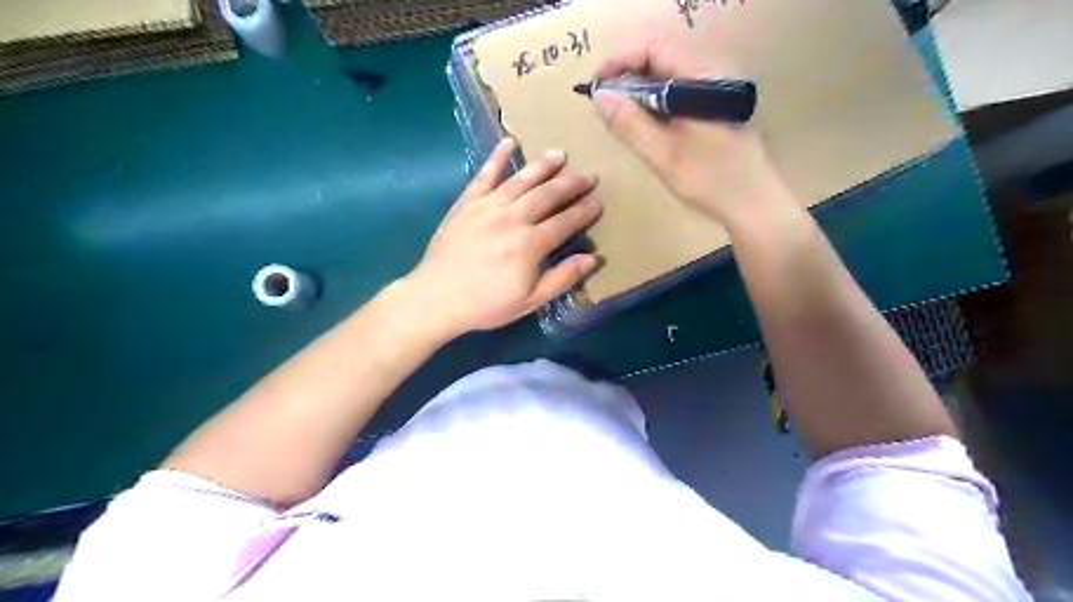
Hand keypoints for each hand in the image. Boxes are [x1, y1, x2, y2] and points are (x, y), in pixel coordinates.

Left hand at [405, 138, 602, 337]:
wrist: (436, 298)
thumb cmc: (486, 304)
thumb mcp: (530, 301)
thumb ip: (562, 278)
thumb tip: (593, 258)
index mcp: (529, 244)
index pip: (564, 222)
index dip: (584, 212)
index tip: (598, 202)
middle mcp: (512, 218)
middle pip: (547, 195)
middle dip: (571, 184)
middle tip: (589, 175)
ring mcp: (487, 207)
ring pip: (521, 180)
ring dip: (543, 165)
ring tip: (560, 154)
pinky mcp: (466, 203)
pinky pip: (484, 175)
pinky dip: (496, 158)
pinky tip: (509, 142)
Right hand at [591, 33, 790, 228]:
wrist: (752, 201)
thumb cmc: (710, 180)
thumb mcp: (663, 155)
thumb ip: (630, 123)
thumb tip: (599, 96)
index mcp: (705, 77)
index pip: (655, 47)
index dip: (620, 60)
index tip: (596, 85)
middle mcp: (714, 69)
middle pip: (661, 53)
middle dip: (627, 72)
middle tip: (604, 100)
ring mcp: (718, 83)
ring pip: (669, 69)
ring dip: (640, 85)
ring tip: (619, 110)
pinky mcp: (716, 99)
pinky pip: (679, 84)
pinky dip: (656, 95)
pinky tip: (644, 117)